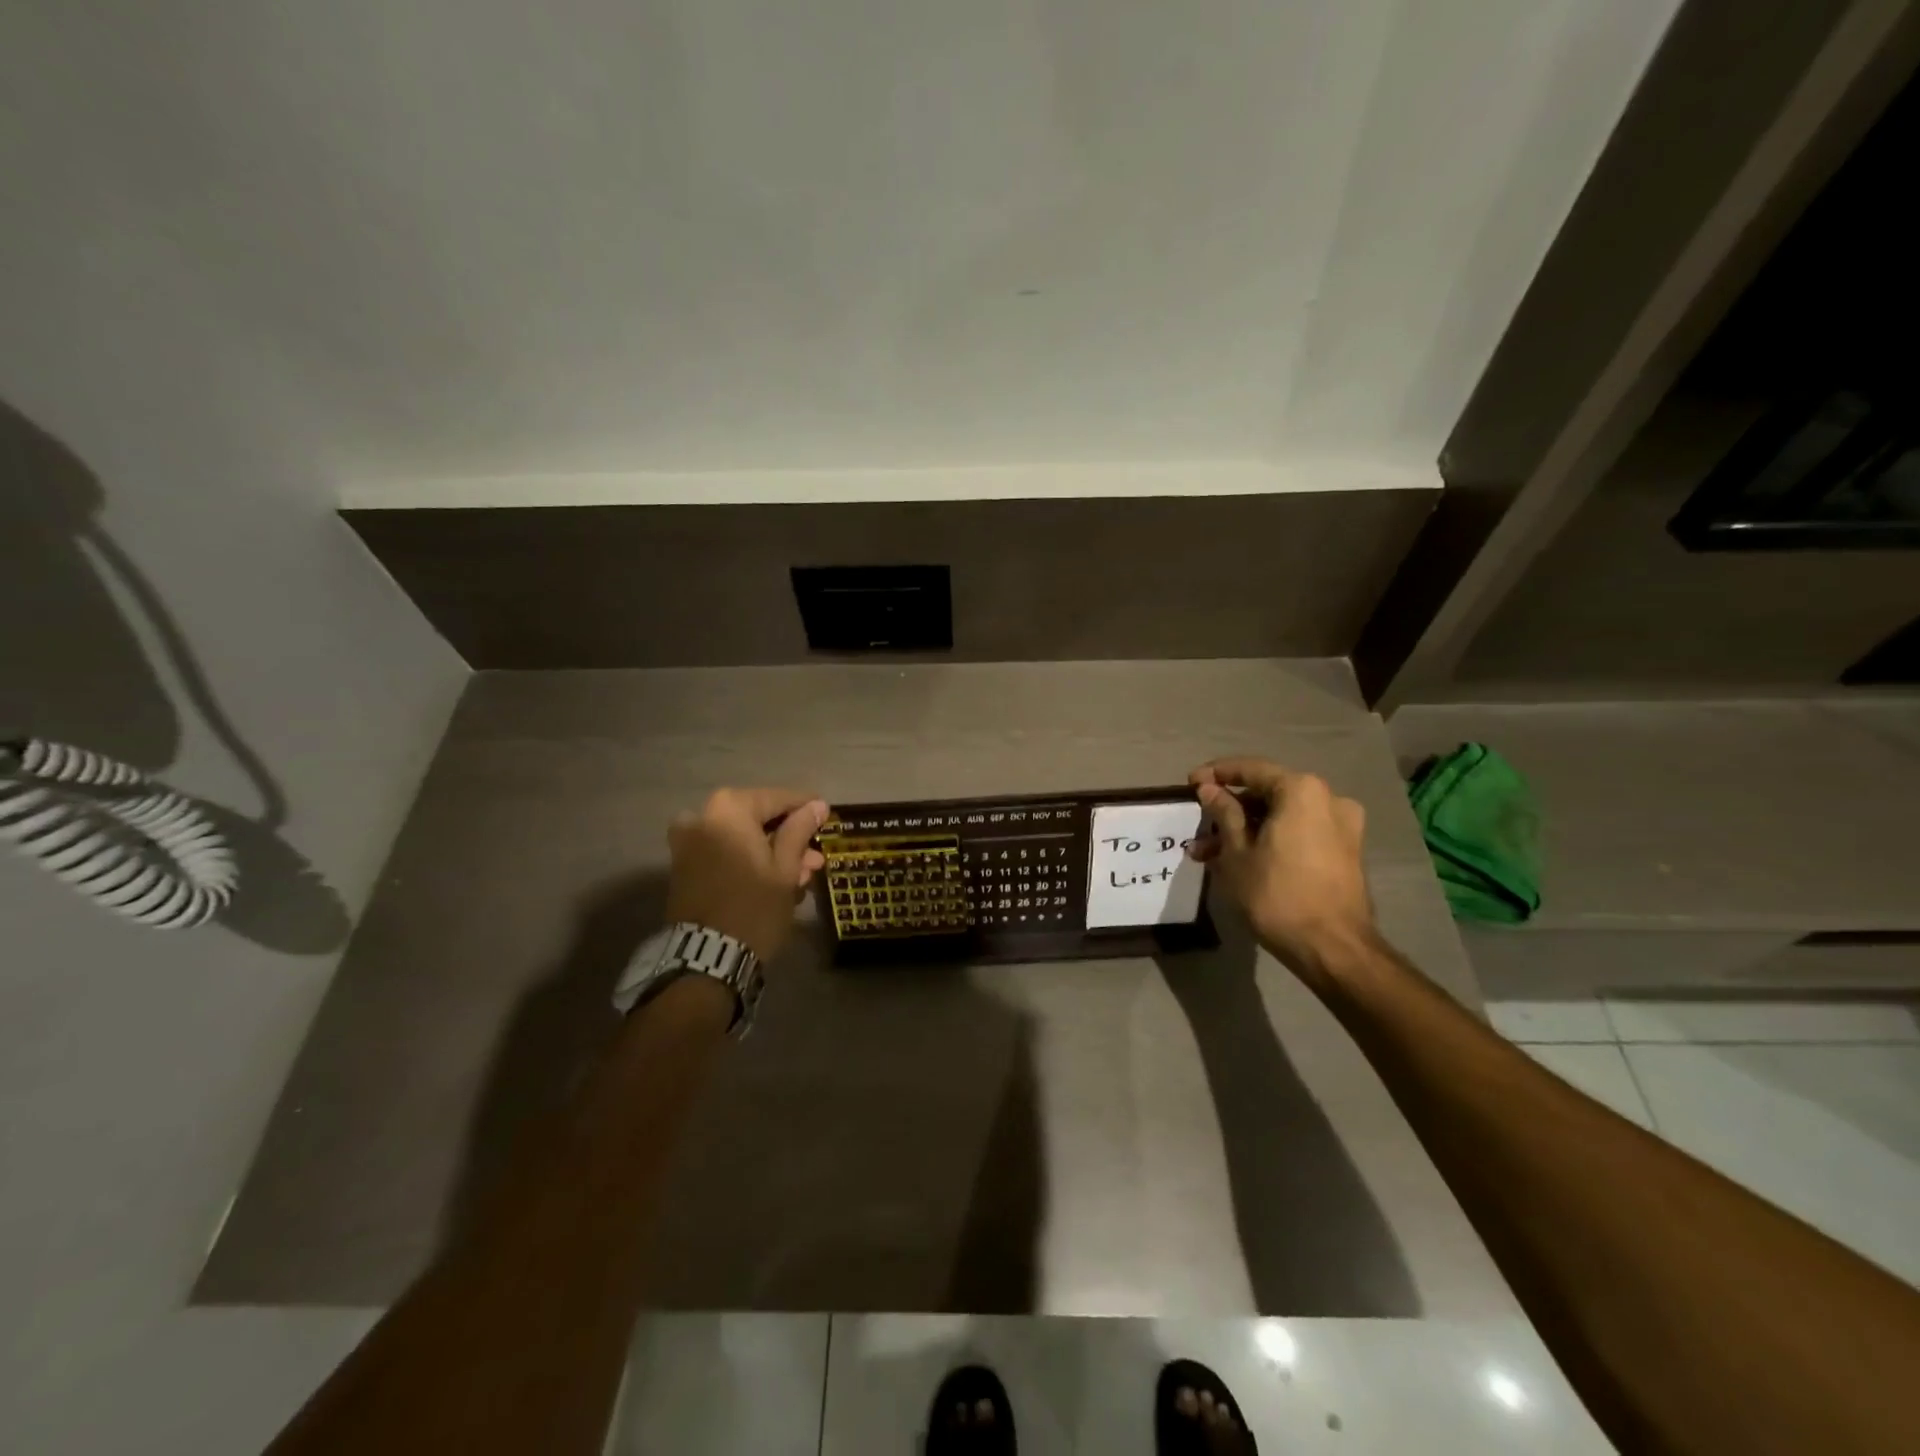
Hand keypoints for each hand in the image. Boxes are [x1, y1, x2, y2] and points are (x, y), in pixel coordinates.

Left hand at [665, 788, 829, 961]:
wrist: (706, 958)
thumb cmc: (754, 908)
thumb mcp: (785, 869)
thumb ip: (800, 830)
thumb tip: (817, 805)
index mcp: (729, 809)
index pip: (778, 798)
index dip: (806, 807)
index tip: (826, 815)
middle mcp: (702, 816)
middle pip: (757, 818)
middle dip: (788, 837)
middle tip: (815, 857)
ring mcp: (688, 842)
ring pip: (742, 837)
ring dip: (770, 851)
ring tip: (801, 875)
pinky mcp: (683, 866)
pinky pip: (724, 851)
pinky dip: (747, 859)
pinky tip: (773, 880)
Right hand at [1189, 757, 1374, 973]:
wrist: (1333, 948)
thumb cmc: (1277, 894)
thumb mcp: (1237, 852)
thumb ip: (1224, 813)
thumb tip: (1210, 789)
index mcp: (1301, 790)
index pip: (1251, 769)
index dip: (1216, 774)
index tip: (1190, 783)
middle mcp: (1328, 799)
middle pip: (1268, 794)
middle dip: (1229, 810)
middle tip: (1198, 827)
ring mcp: (1342, 826)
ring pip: (1281, 817)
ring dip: (1245, 830)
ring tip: (1209, 855)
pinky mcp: (1345, 852)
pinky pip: (1299, 833)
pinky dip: (1270, 840)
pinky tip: (1241, 861)